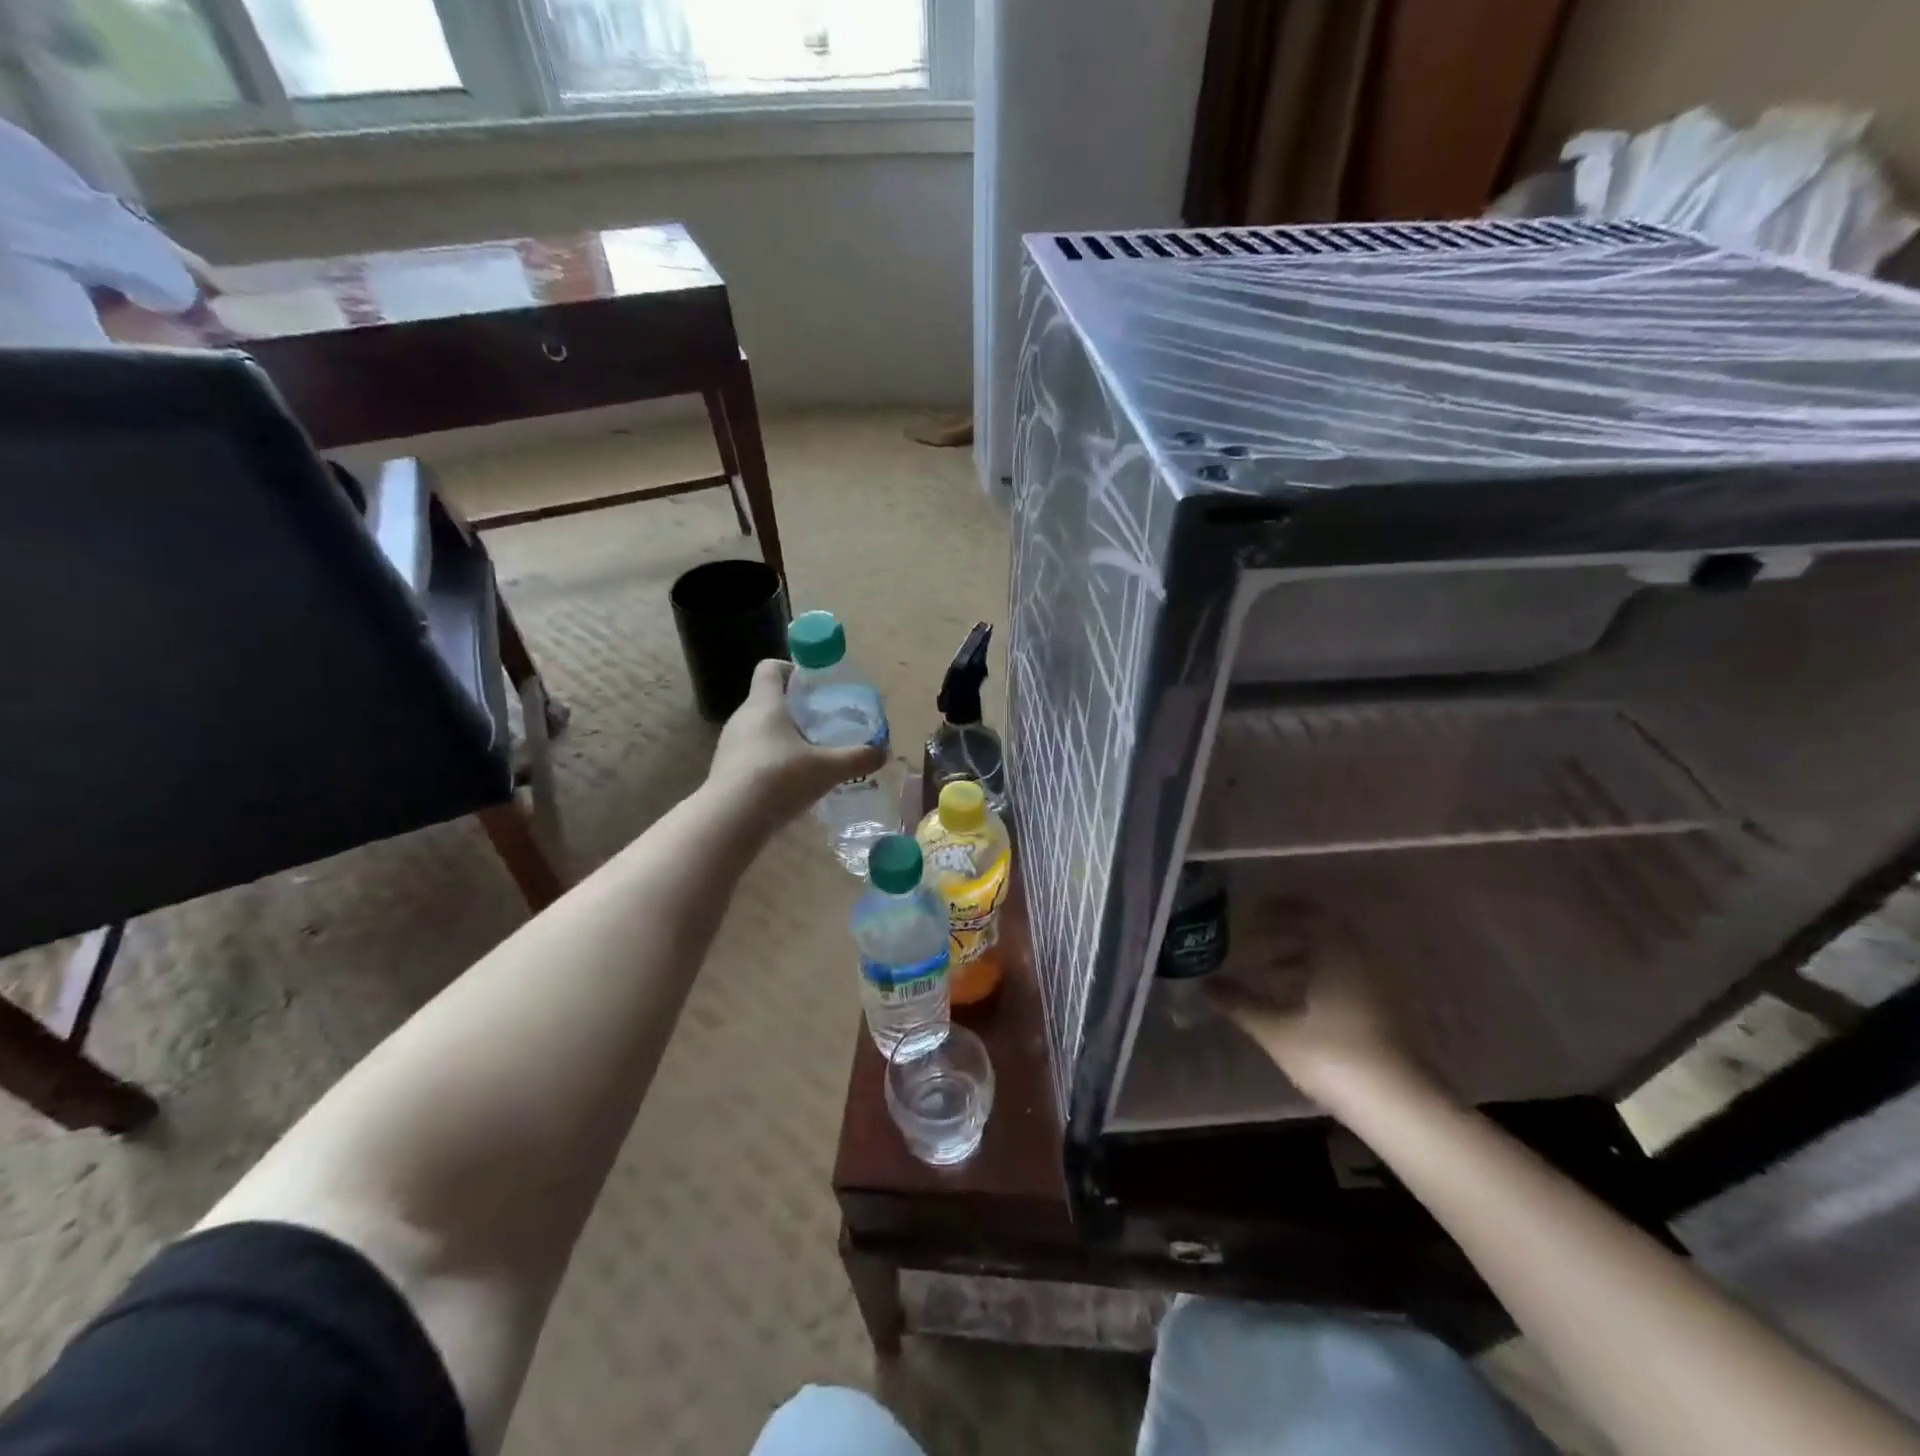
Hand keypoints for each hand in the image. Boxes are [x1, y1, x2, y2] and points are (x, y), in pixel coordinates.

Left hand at [707, 659, 886, 829]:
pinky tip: (790, 784)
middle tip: (823, 725)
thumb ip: (857, 758)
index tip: (814, 687)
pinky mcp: (725, 772)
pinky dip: (771, 762)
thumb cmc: (779, 778)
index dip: (792, 670)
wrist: (730, 821)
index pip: (770, 668)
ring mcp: (730, 746)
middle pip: (767, 700)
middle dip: (795, 709)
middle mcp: (742, 718)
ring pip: (760, 730)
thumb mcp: (827, 768)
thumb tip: (883, 752)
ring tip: (811, 757)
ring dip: (783, 738)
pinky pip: (752, 756)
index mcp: (764, 704)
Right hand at [1205, 902, 1426, 1105]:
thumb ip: (1241, 1003)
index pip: (1309, 914)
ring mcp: (1381, 986)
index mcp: (1339, 953)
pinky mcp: (1389, 1012)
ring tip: (1268, 973)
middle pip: (1324, 932)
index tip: (1250, 914)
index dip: (1278, 910)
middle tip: (1254, 941)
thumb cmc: (1334, 1057)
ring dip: (1302, 957)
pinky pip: (1348, 977)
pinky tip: (1298, 1001)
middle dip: (1287, 933)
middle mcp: (1364, 960)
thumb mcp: (1277, 1030)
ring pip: (1337, 957)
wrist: (1400, 1107)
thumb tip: (1205, 984)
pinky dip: (1320, 977)